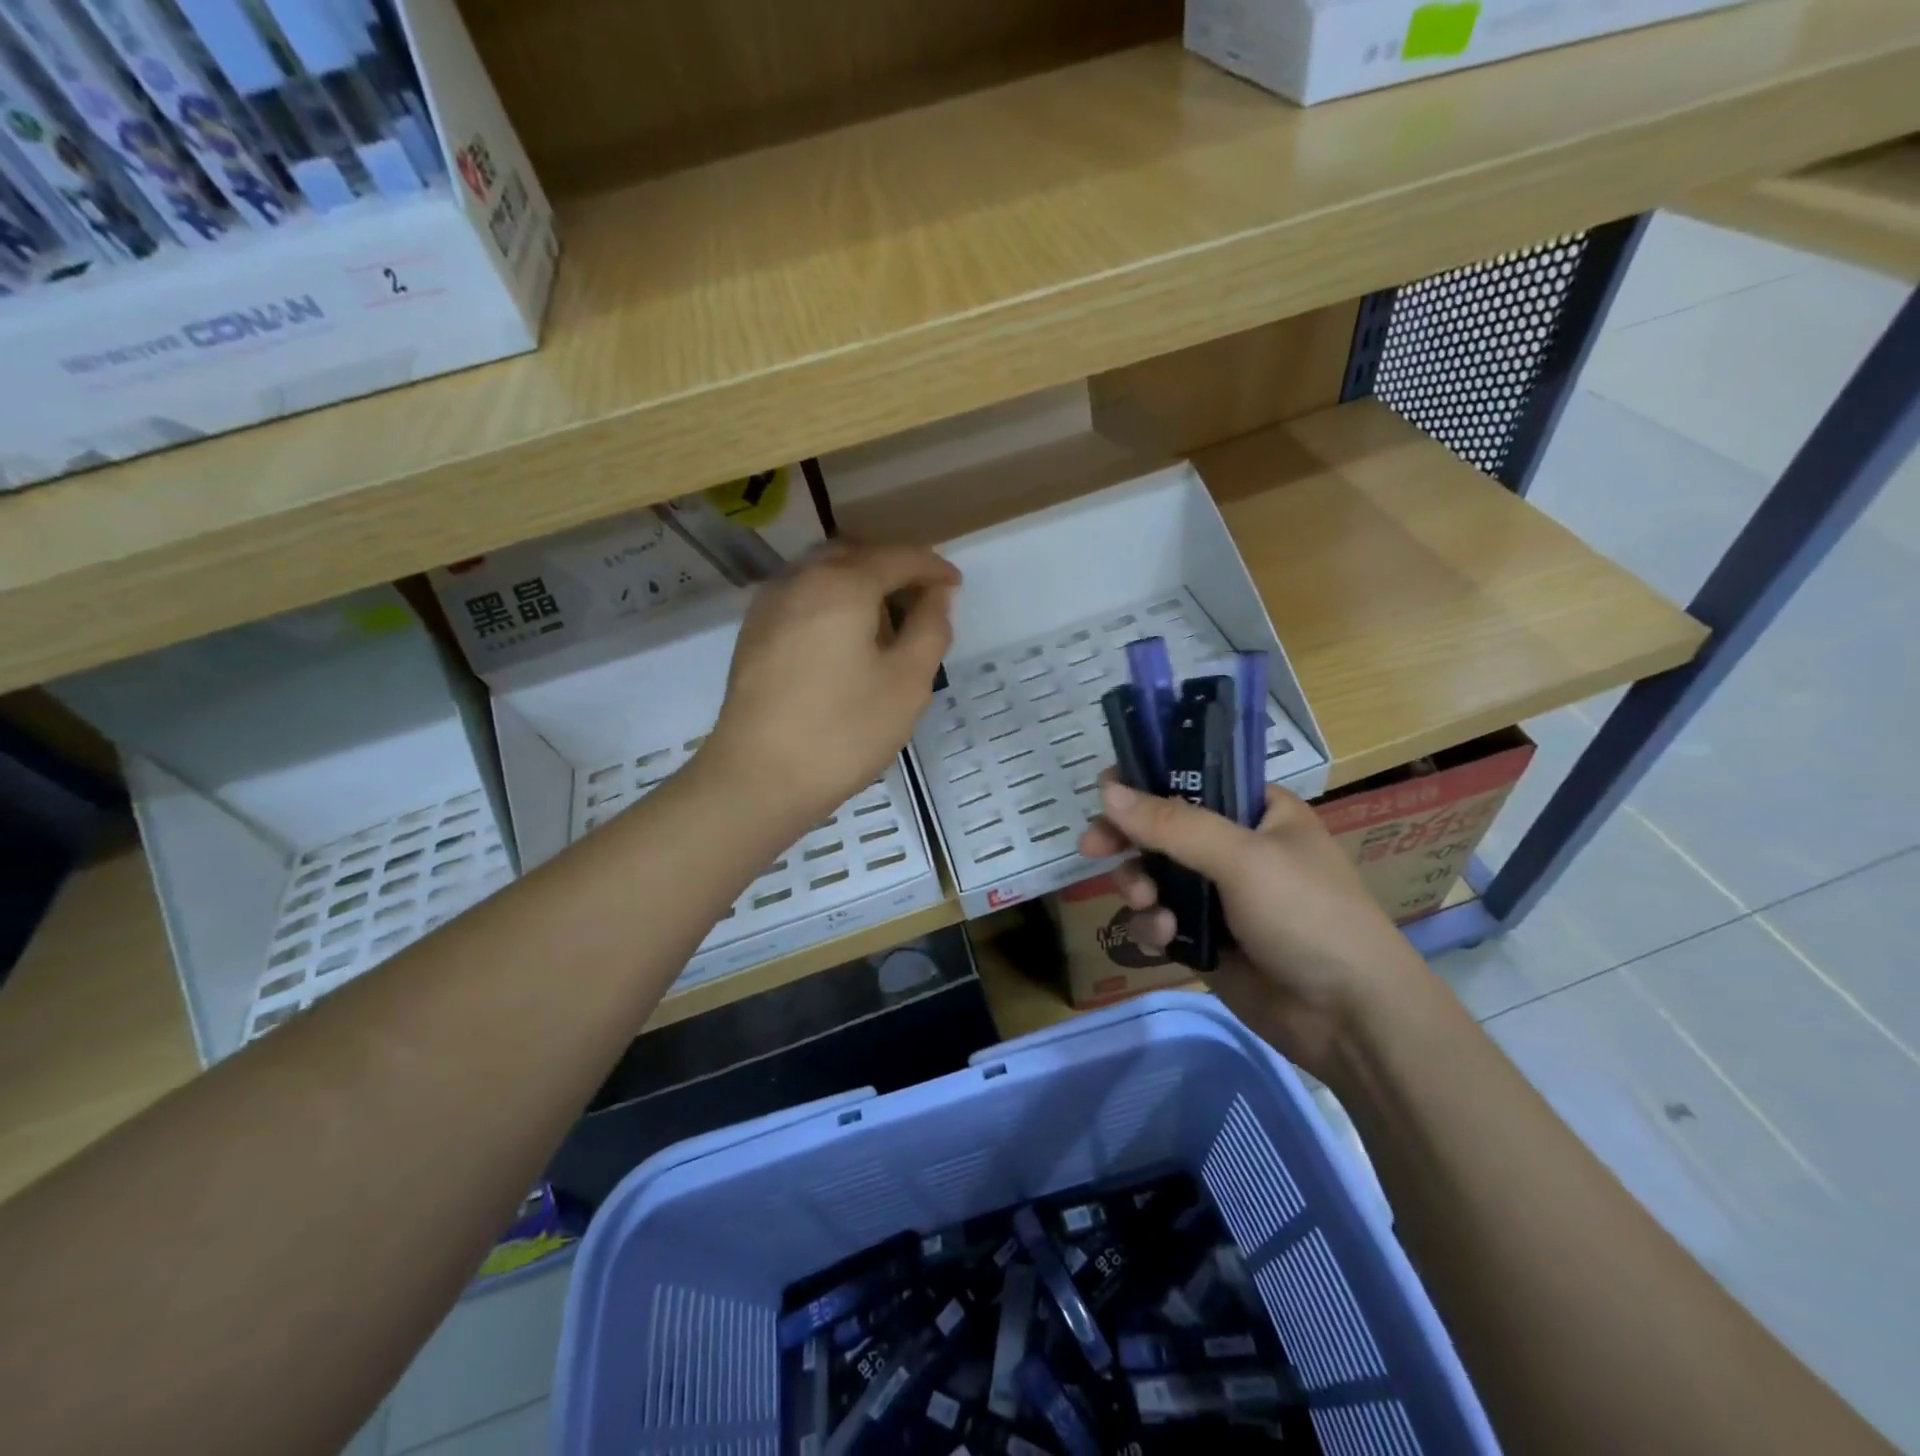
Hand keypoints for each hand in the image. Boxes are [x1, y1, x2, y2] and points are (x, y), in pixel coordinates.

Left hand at [703, 544, 959, 829]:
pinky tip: (843, 638)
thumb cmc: (844, 730)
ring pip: (822, 572)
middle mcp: (800, 579)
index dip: (933, 567)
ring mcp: (769, 605)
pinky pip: (801, 597)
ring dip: (859, 582)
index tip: (956, 585)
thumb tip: (936, 594)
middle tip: (921, 597)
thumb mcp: (908, 682)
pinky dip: (831, 601)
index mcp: (843, 584)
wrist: (758, 777)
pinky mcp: (753, 633)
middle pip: (855, 554)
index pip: (898, 557)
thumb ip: (930, 628)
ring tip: (885, 618)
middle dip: (893, 566)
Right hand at [1079, 774, 1428, 1079]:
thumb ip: (1172, 824)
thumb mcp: (1242, 858)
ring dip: (1140, 887)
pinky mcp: (1206, 940)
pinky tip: (1163, 940)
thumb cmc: (1307, 916)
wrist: (1350, 1018)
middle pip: (1161, 829)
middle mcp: (1234, 847)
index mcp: (1256, 811)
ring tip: (1147, 905)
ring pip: (1153, 876)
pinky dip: (1153, 926)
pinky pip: (1159, 920)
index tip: (1104, 793)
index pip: (1190, 779)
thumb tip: (1106, 791)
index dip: (1144, 782)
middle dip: (1128, 840)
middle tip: (1092, 849)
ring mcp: (1219, 896)